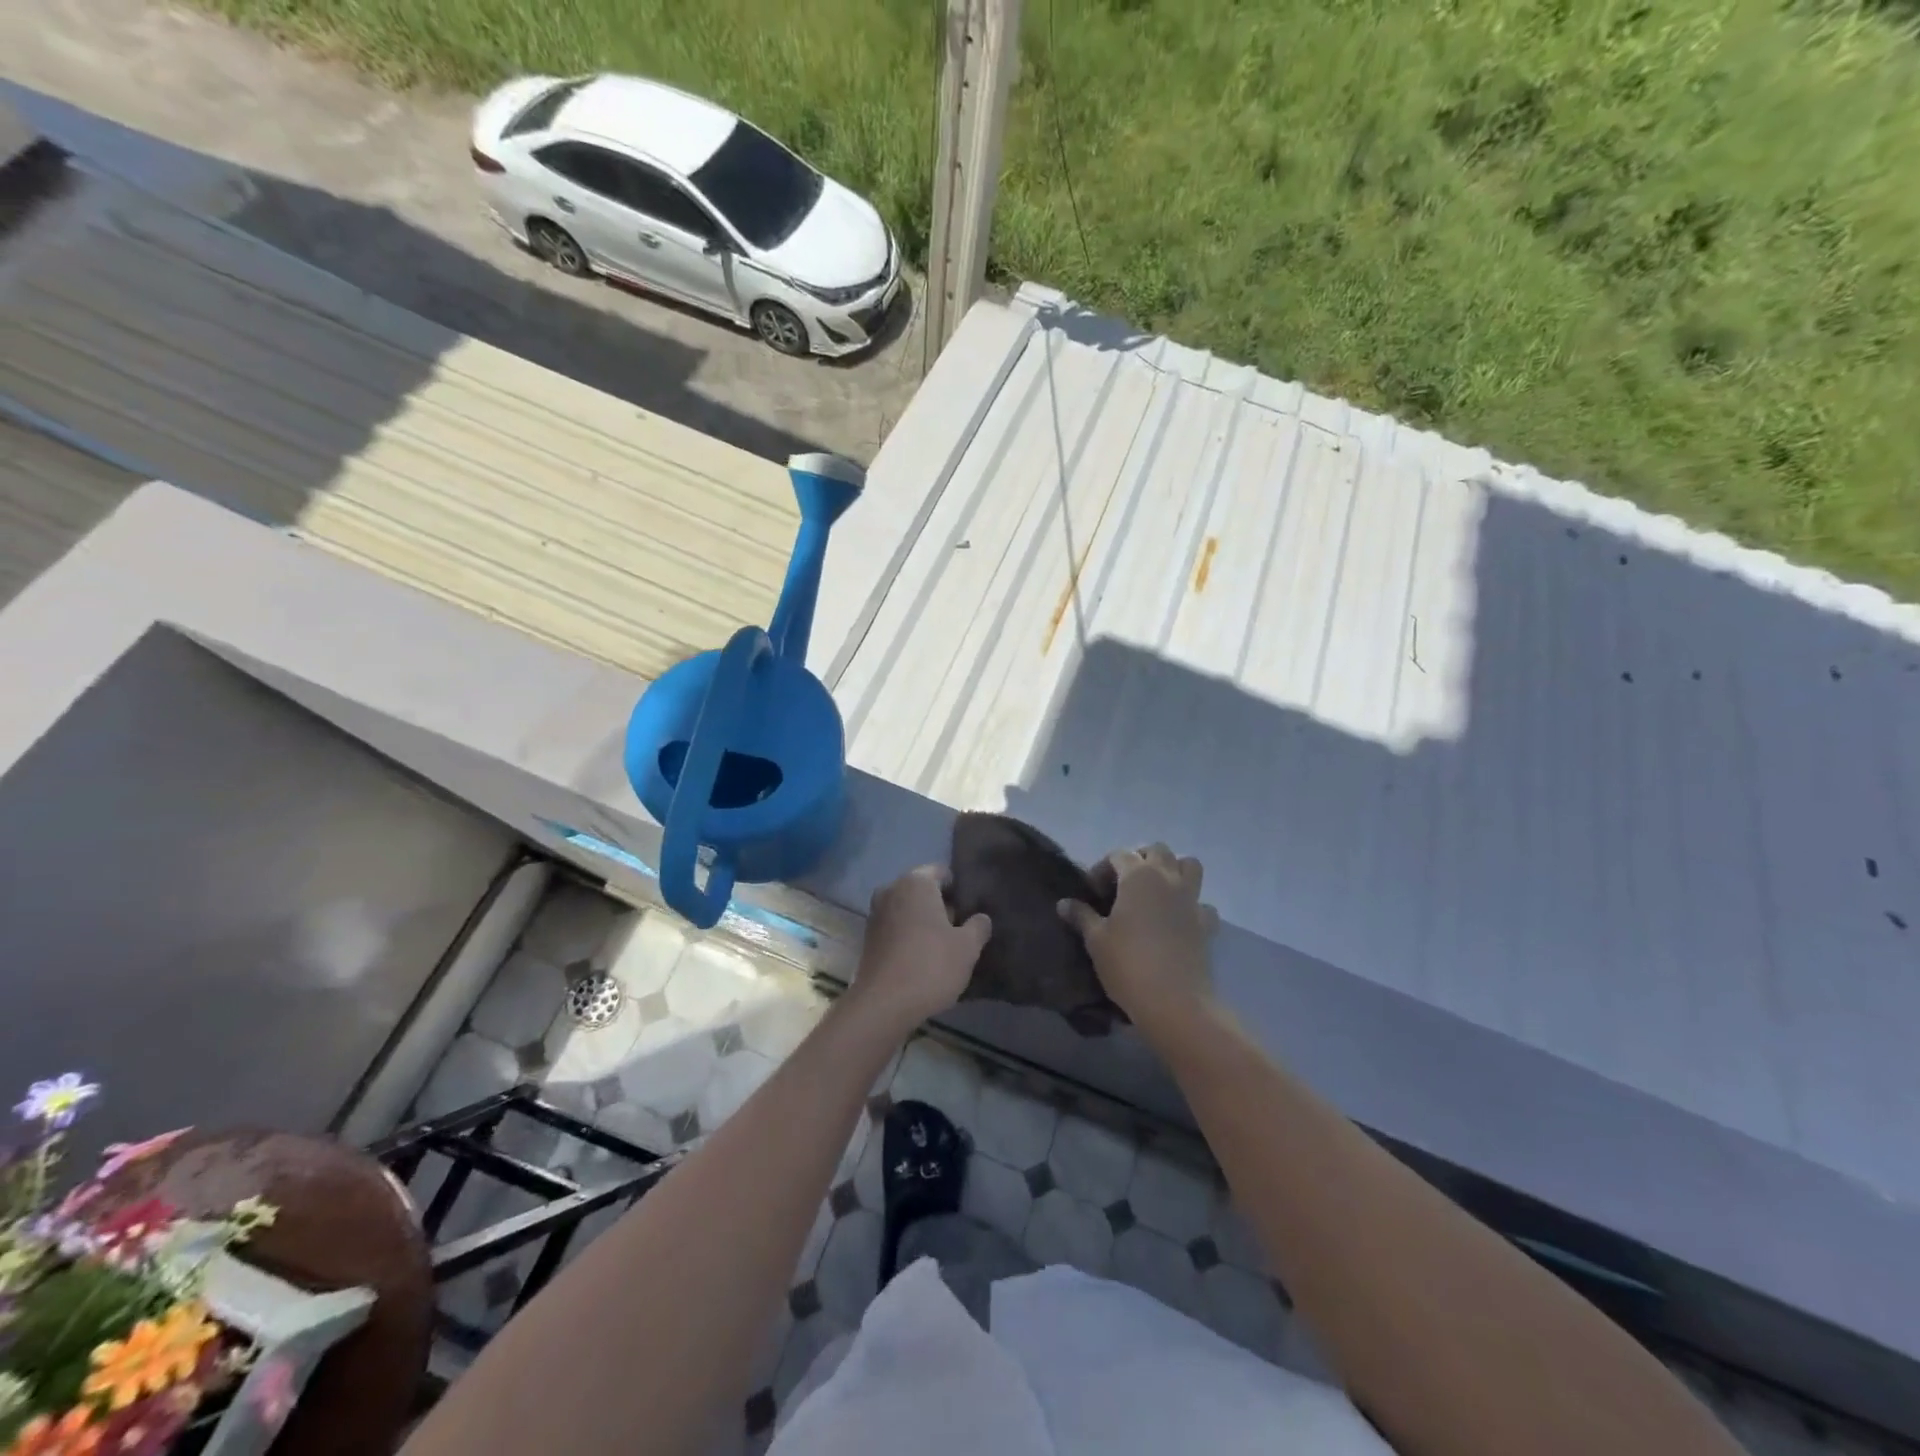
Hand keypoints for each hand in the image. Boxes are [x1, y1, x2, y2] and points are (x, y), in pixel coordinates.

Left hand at [846, 865, 991, 1034]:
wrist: (884, 1004)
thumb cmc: (931, 965)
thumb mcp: (968, 947)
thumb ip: (978, 926)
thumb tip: (980, 918)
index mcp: (915, 882)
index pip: (942, 872)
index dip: (960, 889)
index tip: (971, 911)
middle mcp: (891, 889)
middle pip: (924, 891)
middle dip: (942, 906)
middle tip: (962, 930)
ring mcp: (876, 914)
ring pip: (909, 910)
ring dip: (925, 923)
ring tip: (945, 948)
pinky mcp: (868, 938)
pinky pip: (896, 928)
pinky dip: (910, 937)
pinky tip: (924, 959)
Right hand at [1059, 844, 1218, 1031]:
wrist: (1175, 1002)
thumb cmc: (1128, 964)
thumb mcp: (1096, 940)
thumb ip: (1082, 916)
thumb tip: (1064, 903)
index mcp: (1138, 876)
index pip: (1119, 855)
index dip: (1102, 868)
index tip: (1092, 892)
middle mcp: (1168, 878)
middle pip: (1157, 850)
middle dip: (1139, 859)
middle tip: (1122, 884)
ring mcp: (1191, 899)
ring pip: (1189, 865)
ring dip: (1173, 870)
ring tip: (1154, 892)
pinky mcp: (1206, 924)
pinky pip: (1202, 902)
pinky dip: (1191, 905)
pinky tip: (1178, 921)